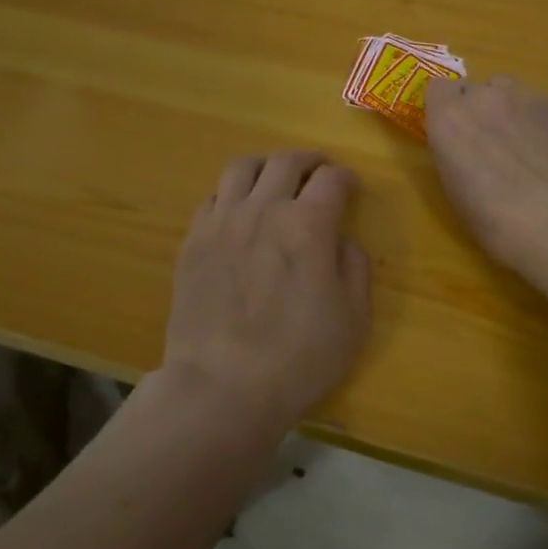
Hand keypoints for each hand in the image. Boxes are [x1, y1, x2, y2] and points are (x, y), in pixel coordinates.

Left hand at [161, 150, 370, 423]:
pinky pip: (211, 197)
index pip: (331, 179)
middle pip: (286, 162)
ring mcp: (222, 222)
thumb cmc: (299, 358)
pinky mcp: (193, 241)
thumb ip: (354, 267)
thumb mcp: (353, 318)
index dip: (345, 177)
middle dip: (309, 161)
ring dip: (265, 166)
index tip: (350, 187)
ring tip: (274, 179)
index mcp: (308, 224)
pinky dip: (231, 194)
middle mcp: (263, 209)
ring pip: (241, 168)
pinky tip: (237, 211)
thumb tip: (340, 240)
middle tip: (318, 171)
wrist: (222, 387)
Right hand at [424, 75, 547, 279]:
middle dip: (480, 112)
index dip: (447, 109)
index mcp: (450, 119)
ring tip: (525, 148)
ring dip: (510, 112)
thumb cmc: (497, 221)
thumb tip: (466, 147)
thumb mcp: (457, 192)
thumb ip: (455, 154)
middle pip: (477, 90)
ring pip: (510, 93)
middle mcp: (484, 97)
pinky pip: (539, 107)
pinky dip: (539, 124)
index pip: (439, 88)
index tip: (454, 132)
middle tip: (491, 147)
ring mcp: (526, 97)